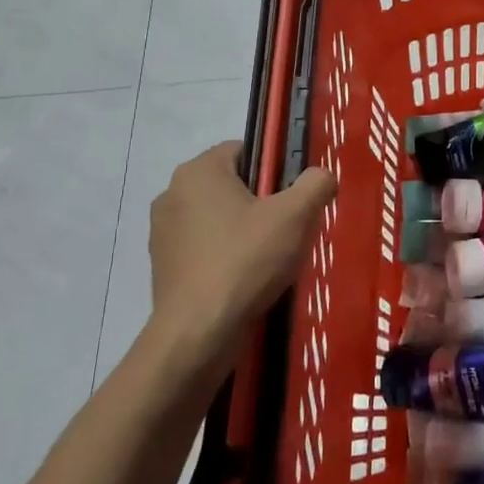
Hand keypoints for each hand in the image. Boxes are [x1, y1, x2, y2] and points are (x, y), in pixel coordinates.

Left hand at [147, 142, 335, 363]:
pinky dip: (224, 256)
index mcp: (199, 170)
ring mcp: (162, 232)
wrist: (197, 333)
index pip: (245, 150)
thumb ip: (316, 184)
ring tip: (268, 260)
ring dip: (241, 230)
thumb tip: (321, 176)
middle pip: (231, 185)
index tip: (292, 199)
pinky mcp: (161, 265)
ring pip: (217, 218)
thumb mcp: (296, 216)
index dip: (274, 171)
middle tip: (286, 230)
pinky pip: (203, 247)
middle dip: (260, 203)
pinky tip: (244, 280)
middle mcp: (172, 193)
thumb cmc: (246, 261)